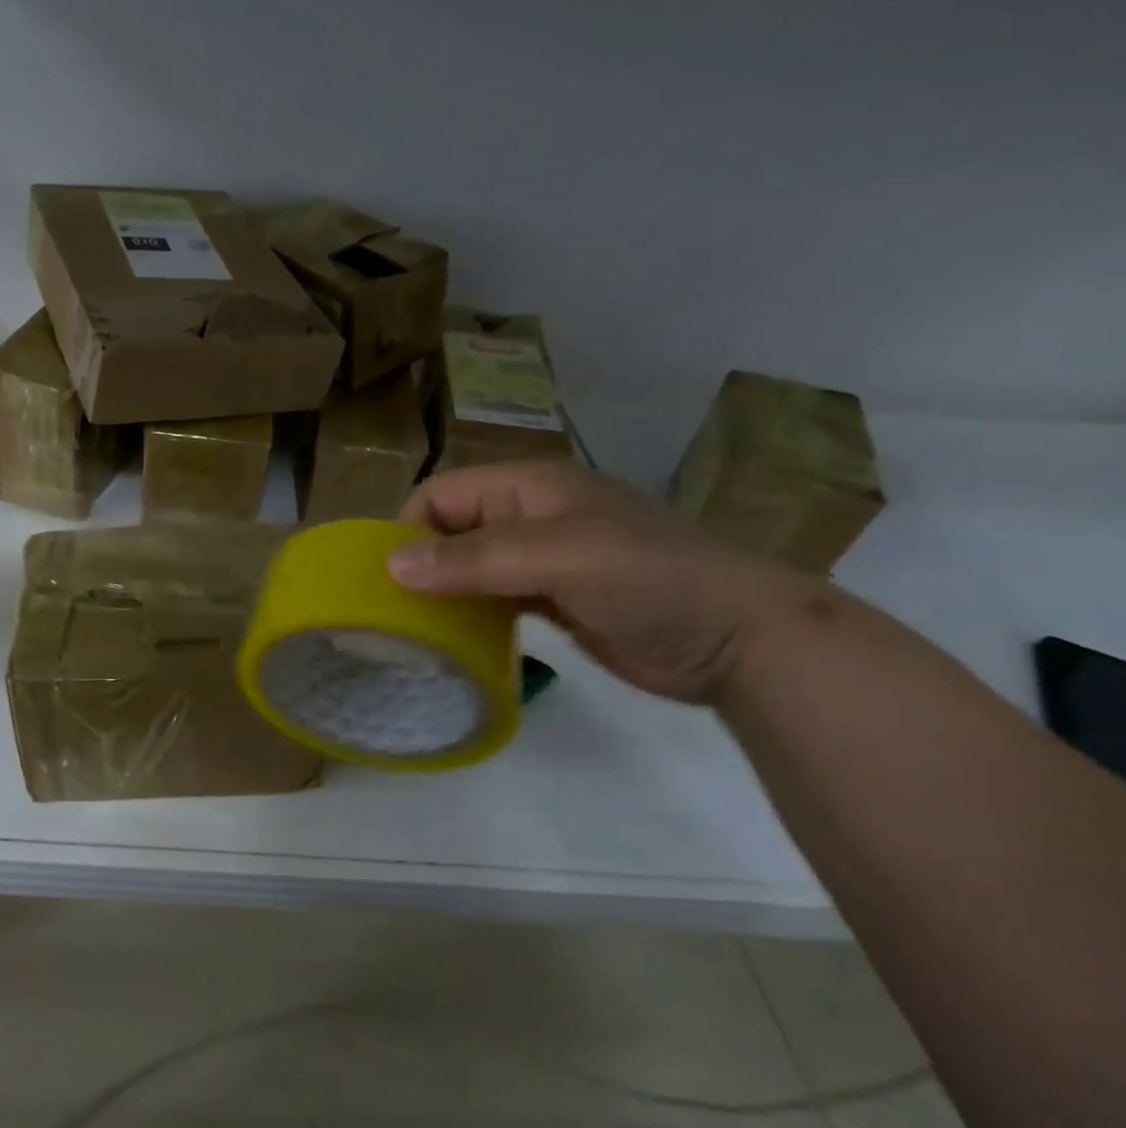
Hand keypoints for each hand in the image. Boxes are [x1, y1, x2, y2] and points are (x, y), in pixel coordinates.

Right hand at [389, 461, 815, 703]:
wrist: (741, 640)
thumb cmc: (649, 579)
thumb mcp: (559, 557)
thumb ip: (475, 558)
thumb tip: (391, 565)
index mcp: (528, 486)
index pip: (441, 495)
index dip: (408, 530)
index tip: (387, 580)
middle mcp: (528, 516)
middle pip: (450, 530)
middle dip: (419, 564)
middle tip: (393, 612)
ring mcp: (543, 560)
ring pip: (469, 567)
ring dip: (442, 592)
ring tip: (413, 631)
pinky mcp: (553, 600)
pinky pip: (493, 599)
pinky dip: (470, 615)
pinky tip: (454, 641)